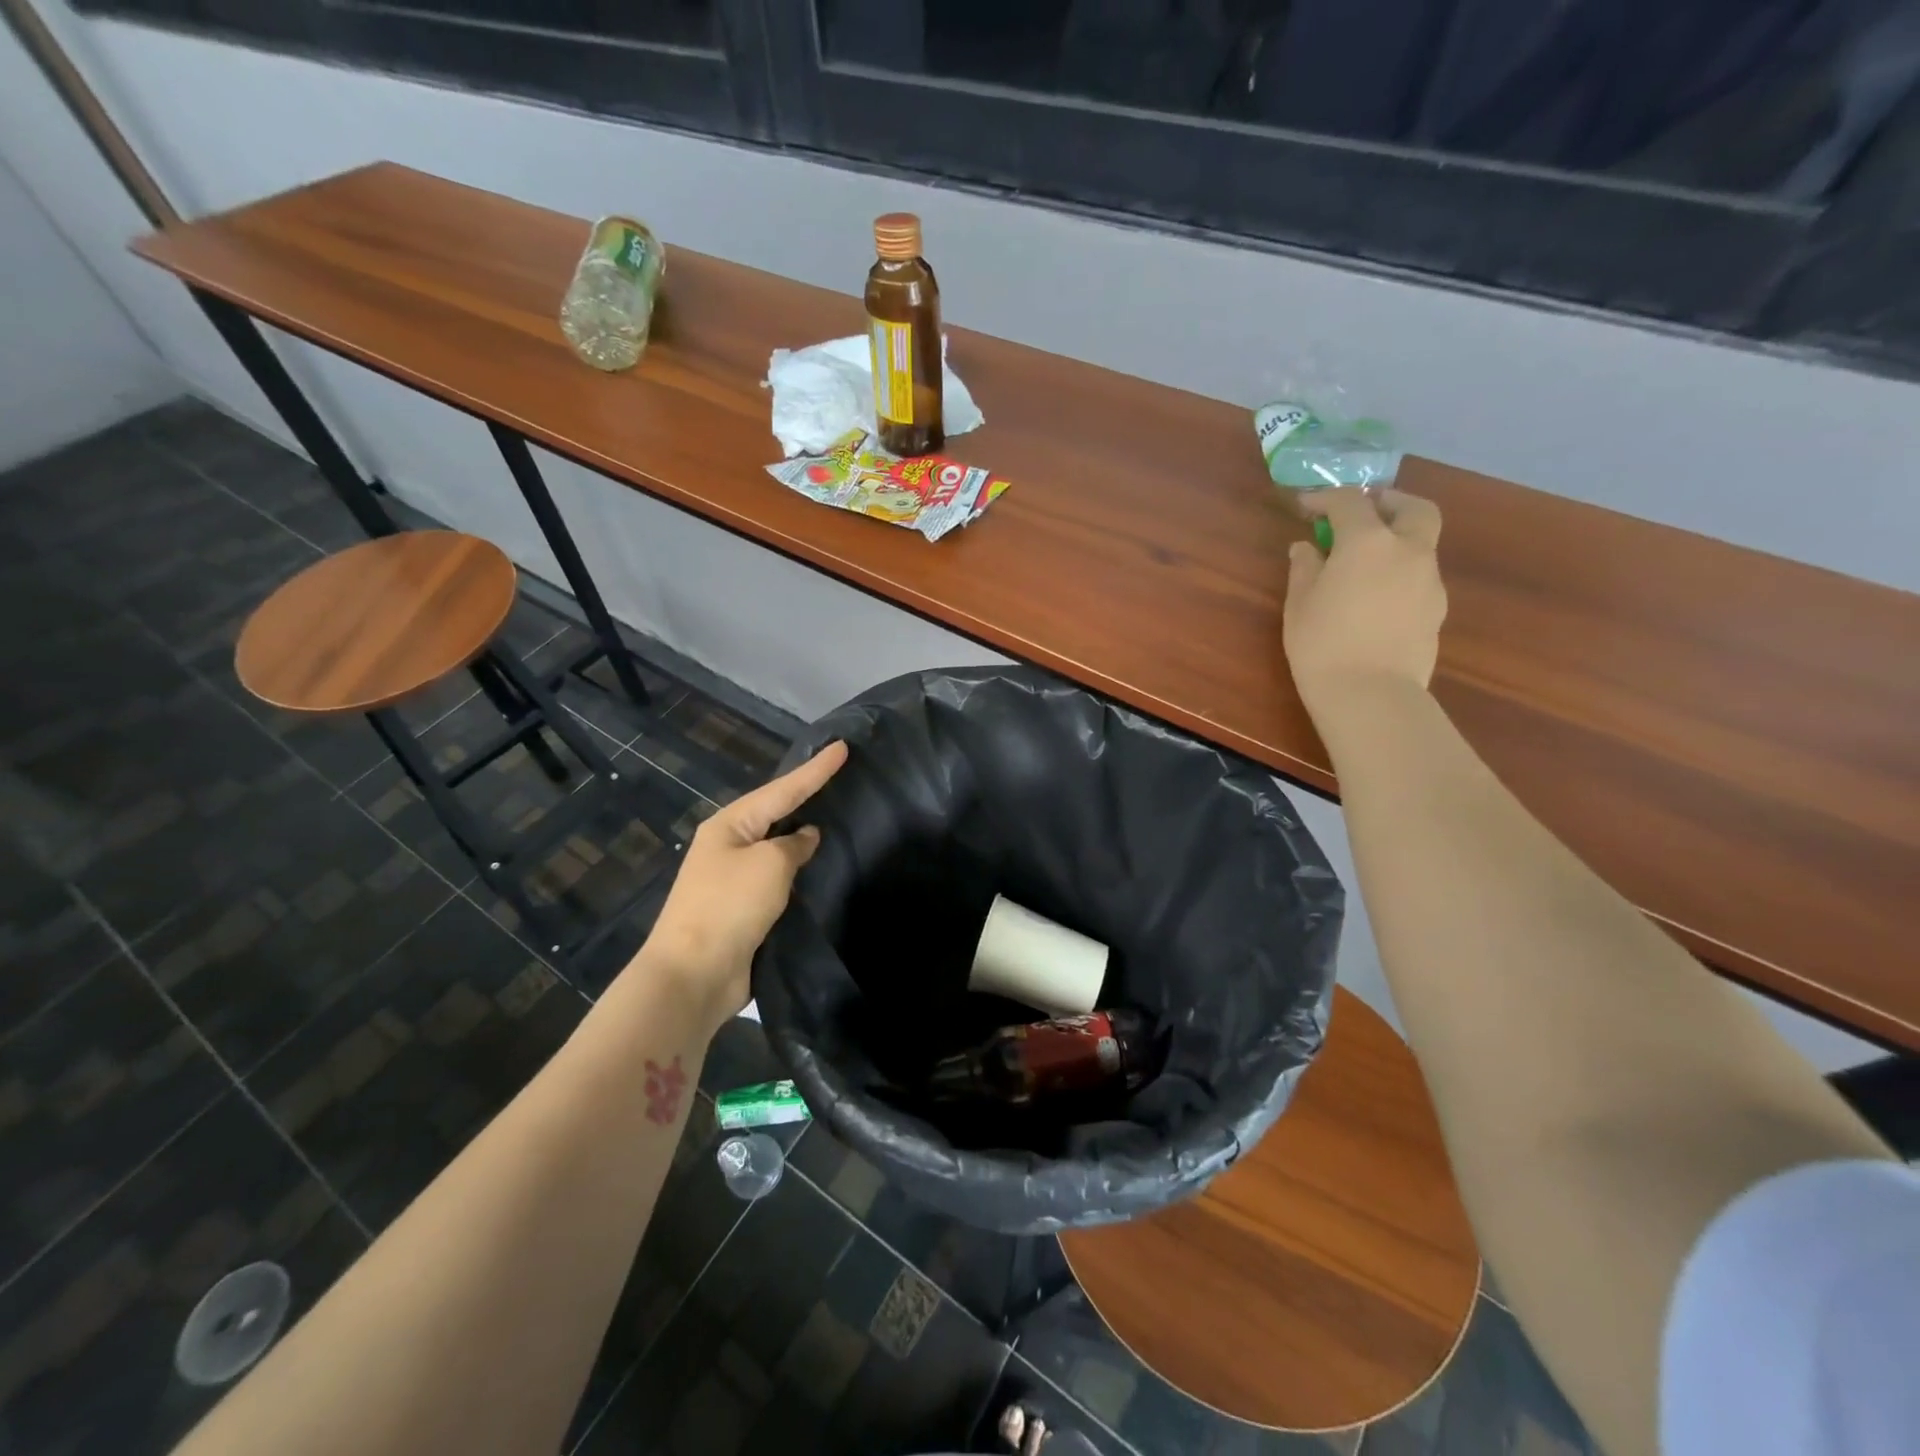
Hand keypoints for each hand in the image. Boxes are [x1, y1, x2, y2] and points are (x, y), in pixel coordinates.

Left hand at [632, 741, 847, 1036]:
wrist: (693, 975)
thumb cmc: (729, 907)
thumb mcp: (770, 865)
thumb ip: (794, 845)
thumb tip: (805, 838)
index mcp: (729, 825)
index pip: (783, 789)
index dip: (816, 769)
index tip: (843, 747)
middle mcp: (729, 846)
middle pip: (776, 812)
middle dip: (806, 795)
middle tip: (840, 775)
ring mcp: (733, 879)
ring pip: (777, 847)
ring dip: (803, 835)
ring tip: (836, 816)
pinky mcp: (743, 910)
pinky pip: (777, 879)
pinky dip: (799, 870)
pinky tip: (820, 868)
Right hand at [1284, 488, 1446, 712]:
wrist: (1370, 694)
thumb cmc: (1322, 643)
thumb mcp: (1300, 603)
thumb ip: (1305, 567)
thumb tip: (1307, 547)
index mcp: (1368, 542)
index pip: (1350, 502)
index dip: (1325, 499)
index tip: (1305, 506)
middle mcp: (1408, 550)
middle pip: (1413, 508)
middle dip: (1389, 503)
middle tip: (1363, 513)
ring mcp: (1429, 579)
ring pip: (1421, 543)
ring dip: (1397, 540)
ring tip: (1365, 562)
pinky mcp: (1437, 608)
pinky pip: (1420, 575)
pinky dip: (1401, 572)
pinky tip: (1377, 597)